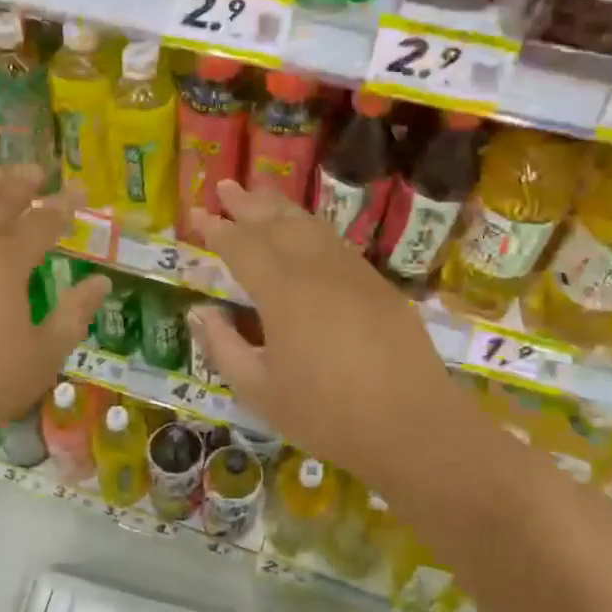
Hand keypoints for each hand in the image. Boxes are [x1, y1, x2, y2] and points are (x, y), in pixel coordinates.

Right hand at [188, 180, 462, 486]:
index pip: (242, 247)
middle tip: (225, 185)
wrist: (413, 426)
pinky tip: (307, 232)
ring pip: (311, 226)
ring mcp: (353, 273)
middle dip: (248, 204)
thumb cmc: (327, 414)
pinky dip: (312, 228)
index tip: (198, 214)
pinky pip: (336, 242)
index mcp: (283, 293)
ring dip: (281, 207)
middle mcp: (317, 270)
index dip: (218, 229)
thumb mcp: (260, 391)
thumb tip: (200, 312)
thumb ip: (224, 347)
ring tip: (261, 194)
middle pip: (277, 223)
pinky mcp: (378, 285)